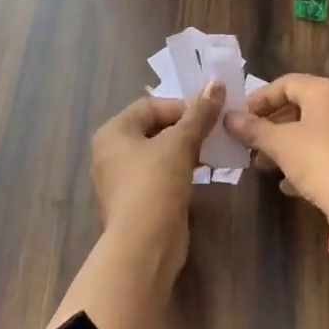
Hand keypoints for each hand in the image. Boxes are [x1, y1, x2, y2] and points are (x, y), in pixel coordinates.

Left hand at [91, 82, 225, 261]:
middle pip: (155, 128)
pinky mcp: (138, 202)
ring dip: (187, 149)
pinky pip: (161, 175)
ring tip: (214, 151)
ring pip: (160, 153)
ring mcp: (123, 180)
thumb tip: (217, 82)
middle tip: (215, 131)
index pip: (151, 105)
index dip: (182, 106)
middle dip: (187, 128)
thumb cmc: (155, 183)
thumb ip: (199, 113)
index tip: (209, 114)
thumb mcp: (180, 142)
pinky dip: (181, 170)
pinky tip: (203, 173)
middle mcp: (112, 153)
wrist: (144, 246)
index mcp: (113, 132)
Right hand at [223, 75, 328, 227]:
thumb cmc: (318, 160)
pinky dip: (302, 161)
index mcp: (324, 91)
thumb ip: (253, 129)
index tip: (238, 118)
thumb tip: (228, 118)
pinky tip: (285, 183)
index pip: (284, 84)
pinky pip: (322, 151)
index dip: (258, 100)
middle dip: (269, 125)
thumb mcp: (280, 143)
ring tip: (261, 164)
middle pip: (297, 107)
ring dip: (283, 145)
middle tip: (247, 142)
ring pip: (309, 131)